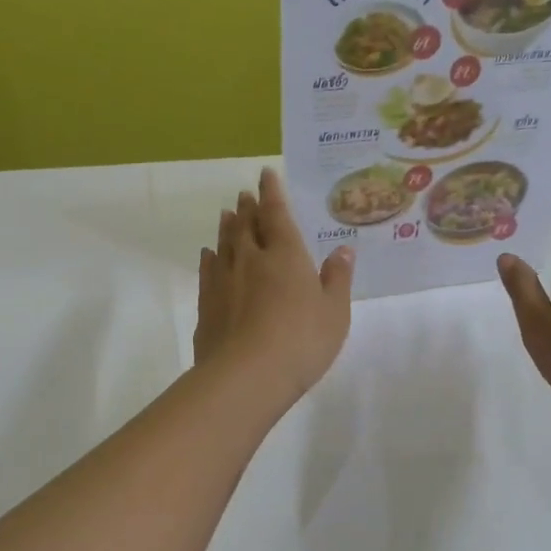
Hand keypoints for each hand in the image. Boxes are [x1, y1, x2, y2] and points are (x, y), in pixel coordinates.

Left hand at [195, 167, 354, 403]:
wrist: (246, 375)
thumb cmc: (301, 341)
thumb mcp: (334, 312)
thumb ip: (337, 278)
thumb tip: (343, 249)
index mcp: (286, 255)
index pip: (277, 214)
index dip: (272, 193)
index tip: (265, 175)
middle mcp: (251, 259)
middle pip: (247, 225)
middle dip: (248, 207)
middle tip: (244, 194)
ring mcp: (224, 280)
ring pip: (225, 244)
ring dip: (227, 227)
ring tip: (227, 214)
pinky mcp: (207, 304)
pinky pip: (208, 271)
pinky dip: (210, 258)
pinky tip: (209, 254)